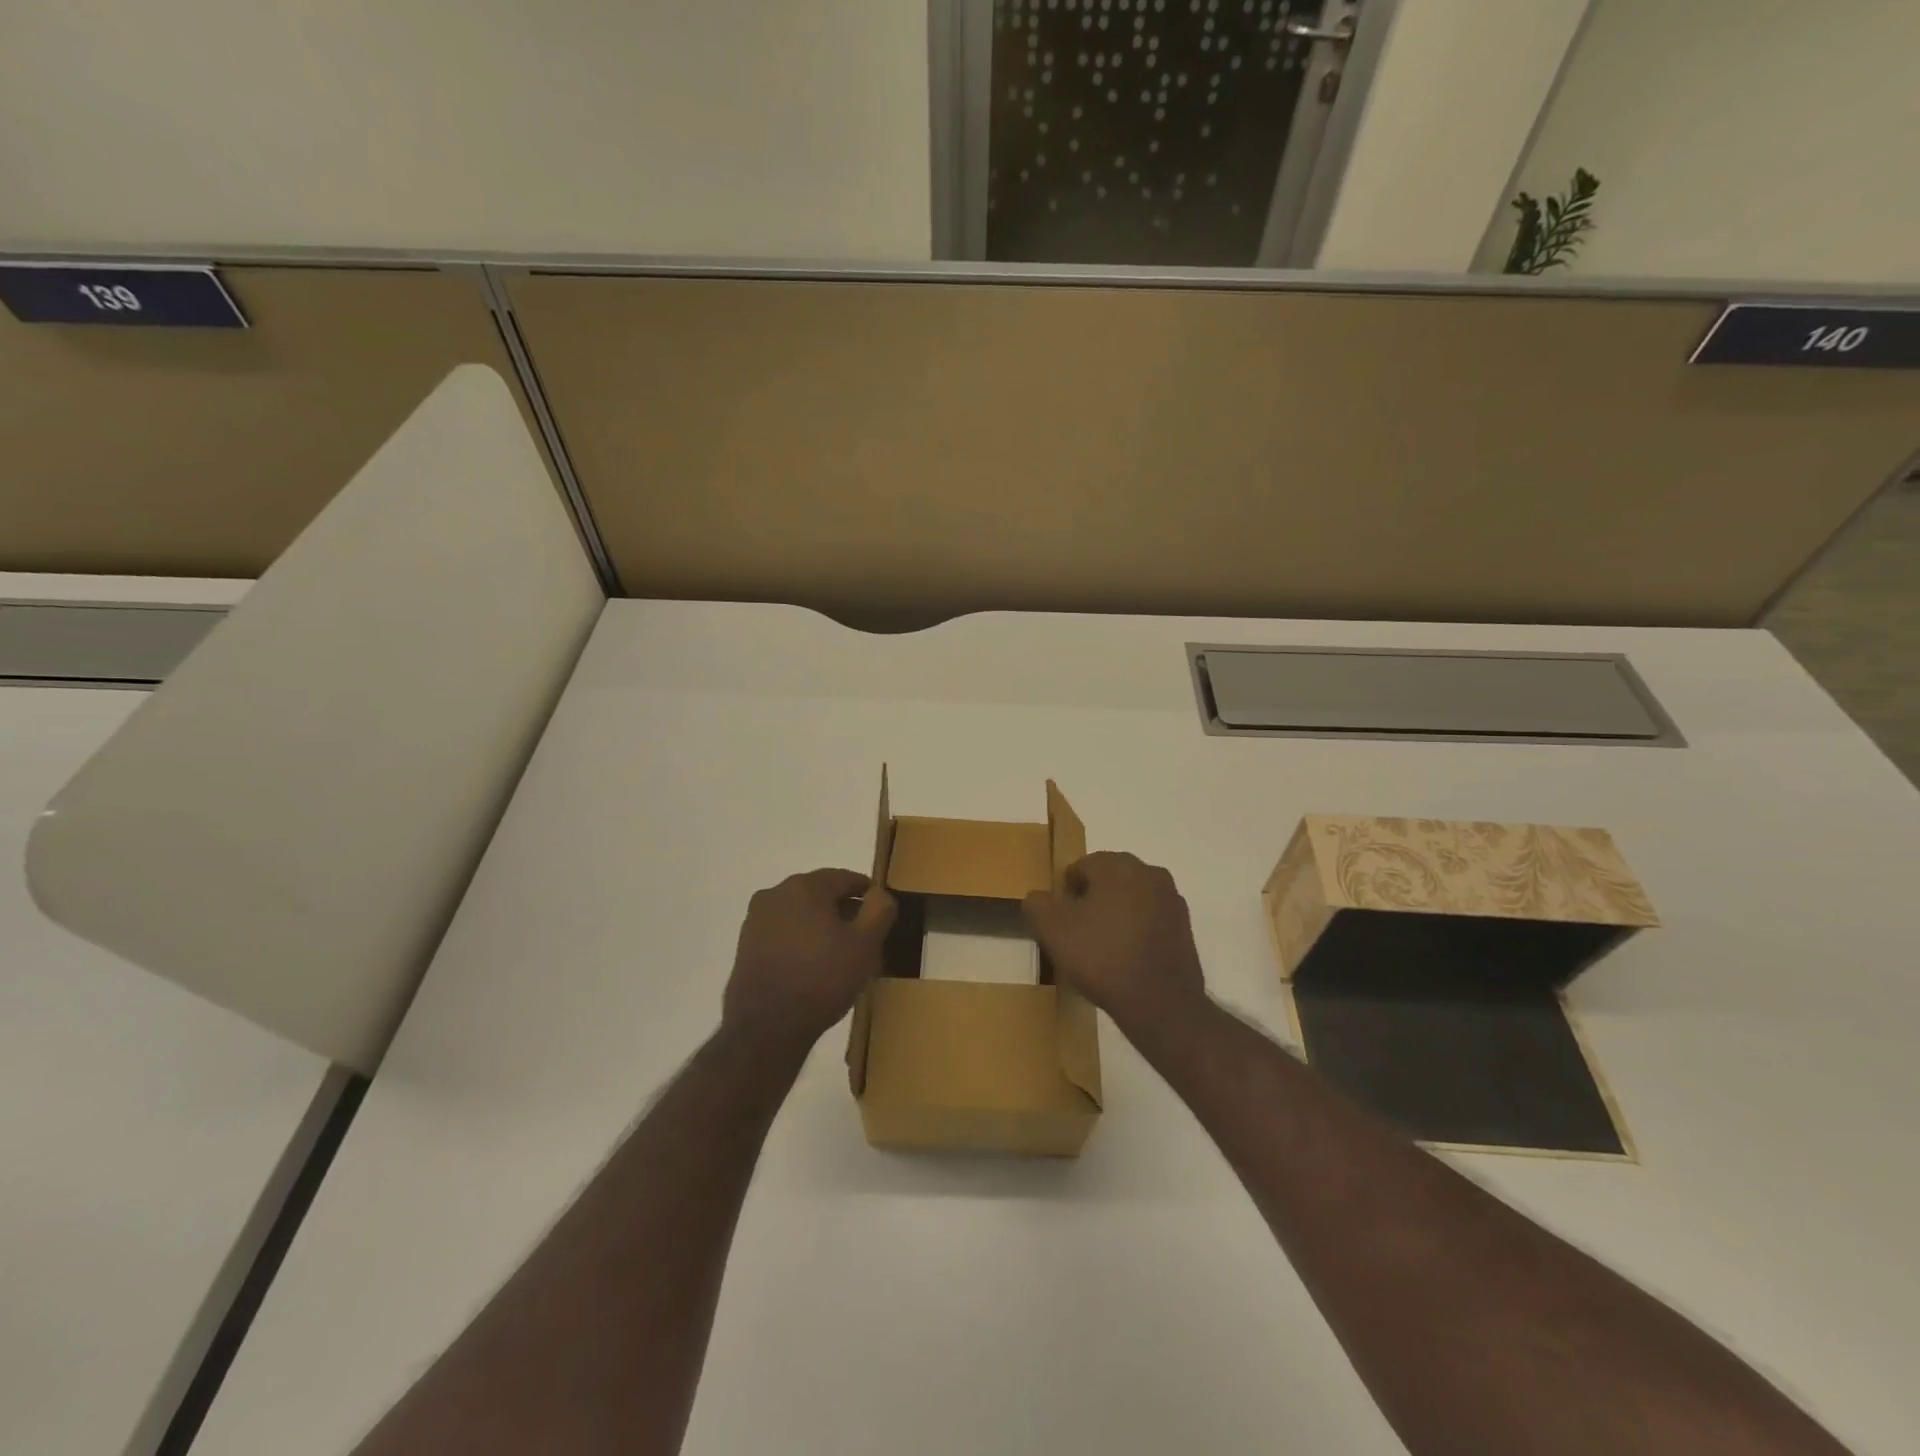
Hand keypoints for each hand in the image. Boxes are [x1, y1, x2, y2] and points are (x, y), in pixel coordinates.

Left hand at [723, 868, 895, 1046]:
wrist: (767, 1027)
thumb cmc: (823, 978)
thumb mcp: (866, 944)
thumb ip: (879, 910)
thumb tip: (879, 894)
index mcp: (804, 886)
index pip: (844, 878)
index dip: (866, 892)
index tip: (880, 909)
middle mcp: (775, 894)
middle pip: (819, 894)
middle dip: (842, 909)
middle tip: (863, 934)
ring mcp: (756, 921)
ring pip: (799, 913)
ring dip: (820, 925)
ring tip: (839, 953)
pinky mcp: (745, 947)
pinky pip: (782, 933)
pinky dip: (800, 941)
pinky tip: (812, 965)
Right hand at [1022, 851, 1208, 1033]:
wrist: (1161, 1003)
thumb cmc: (1102, 958)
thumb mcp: (1053, 931)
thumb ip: (1038, 905)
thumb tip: (1037, 897)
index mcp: (1118, 866)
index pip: (1083, 866)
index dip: (1067, 891)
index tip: (1061, 918)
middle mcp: (1149, 872)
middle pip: (1110, 878)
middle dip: (1093, 897)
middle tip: (1078, 930)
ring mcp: (1171, 899)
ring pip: (1133, 896)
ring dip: (1117, 911)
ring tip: (1103, 945)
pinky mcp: (1185, 926)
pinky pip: (1152, 917)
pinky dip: (1137, 928)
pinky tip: (1127, 955)